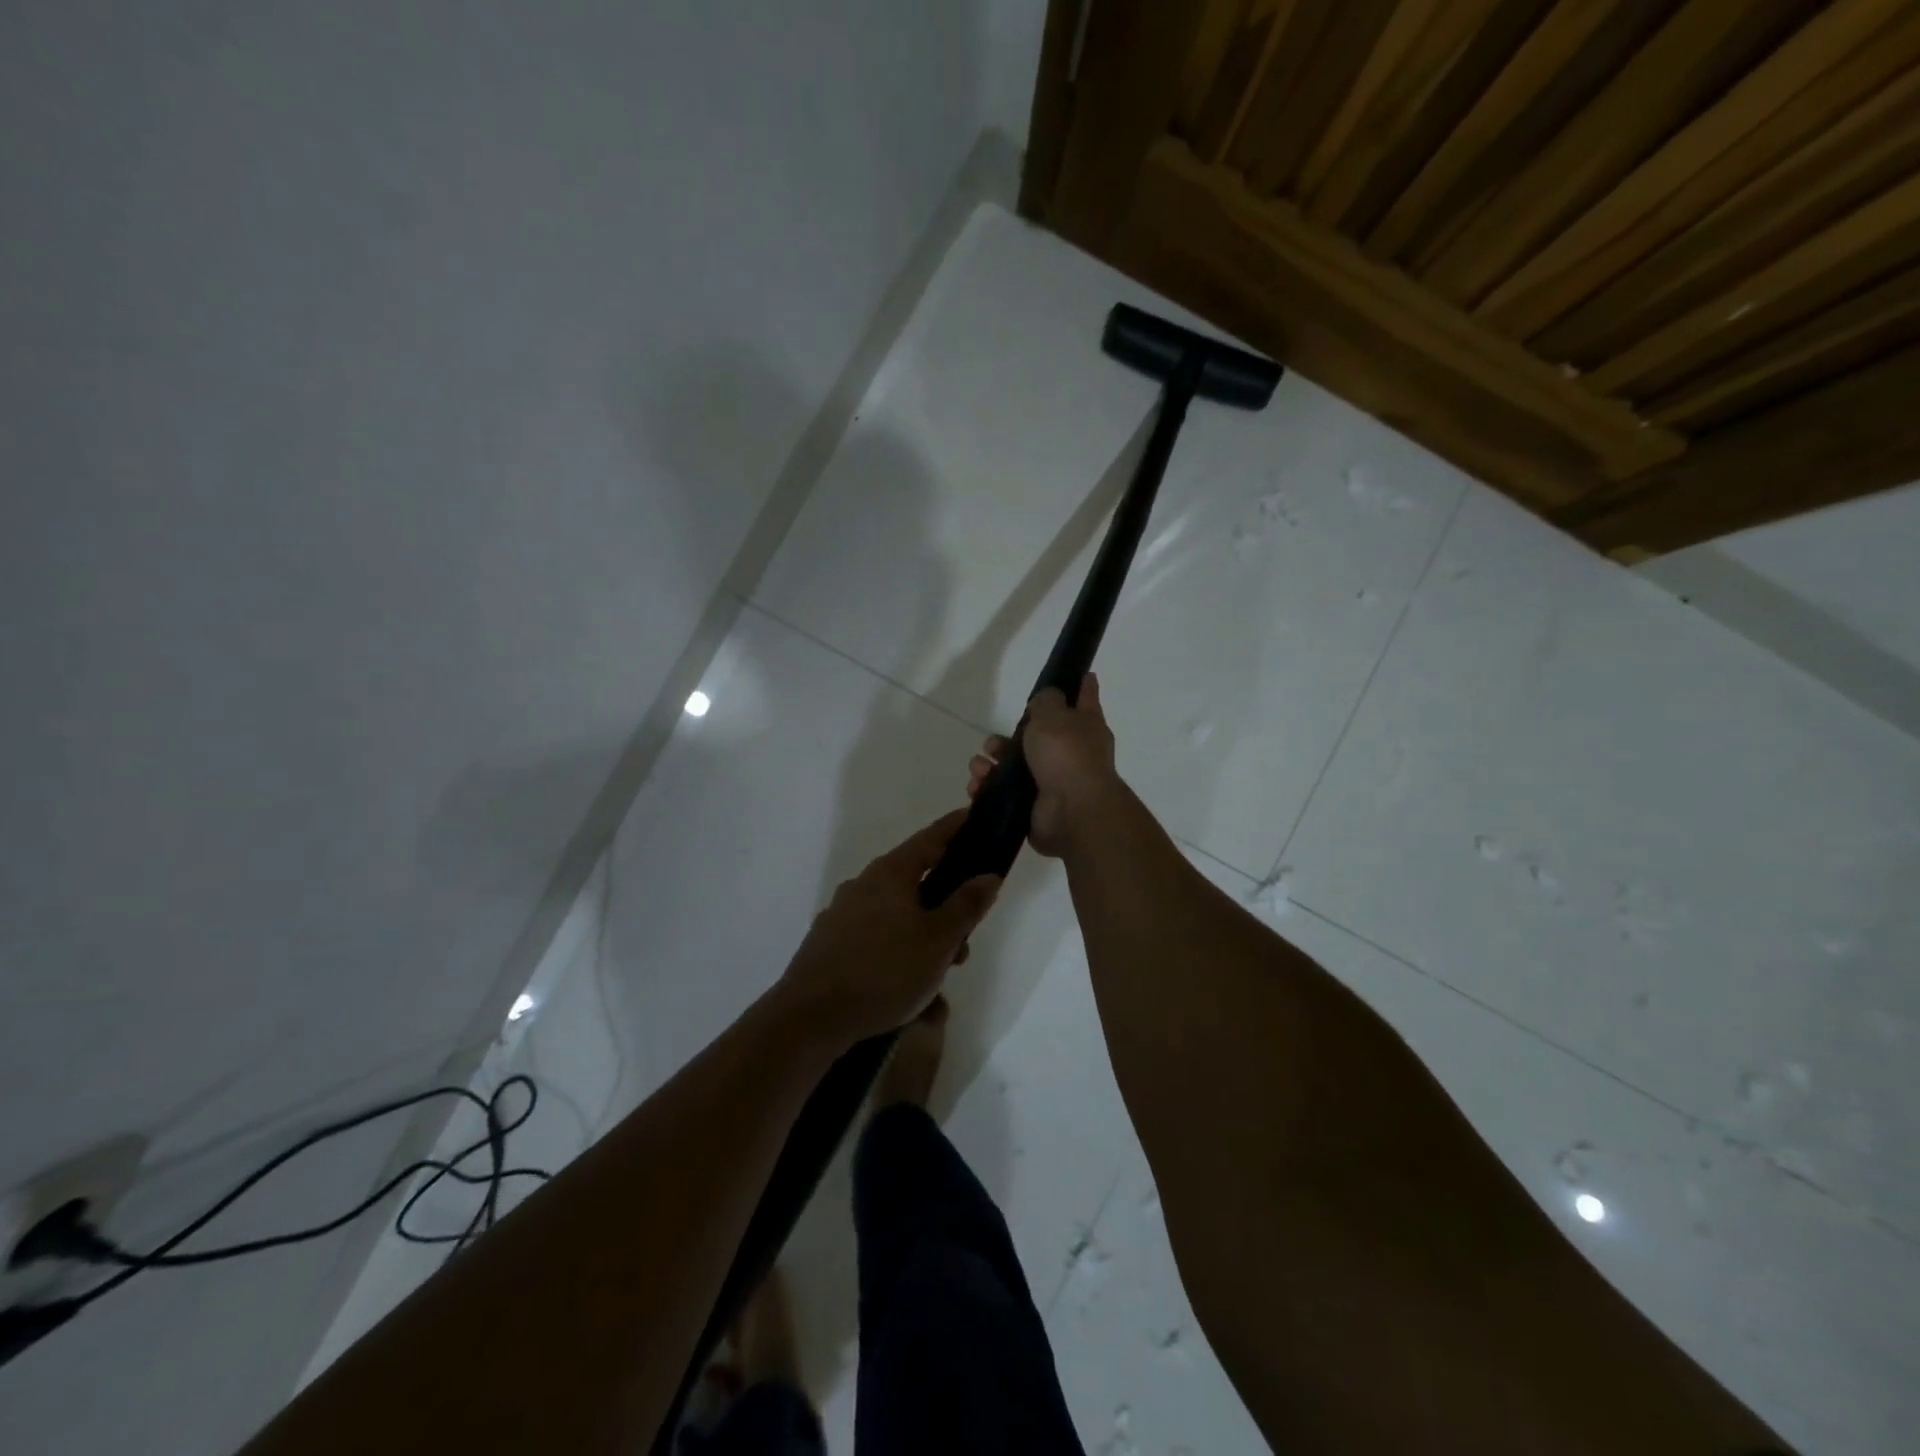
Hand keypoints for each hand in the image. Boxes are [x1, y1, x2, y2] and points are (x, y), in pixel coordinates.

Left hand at [776, 810, 1000, 1045]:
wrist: (811, 1018)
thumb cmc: (885, 970)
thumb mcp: (939, 940)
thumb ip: (967, 905)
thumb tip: (988, 875)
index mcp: (890, 873)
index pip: (931, 838)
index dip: (956, 827)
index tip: (975, 817)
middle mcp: (864, 885)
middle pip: (916, 885)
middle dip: (946, 912)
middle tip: (964, 945)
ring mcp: (843, 915)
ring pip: (898, 921)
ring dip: (924, 946)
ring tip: (938, 990)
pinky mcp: (830, 946)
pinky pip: (877, 946)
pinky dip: (898, 965)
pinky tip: (910, 1005)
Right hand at [967, 672, 1121, 858]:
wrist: (1072, 811)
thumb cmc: (1067, 754)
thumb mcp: (1054, 715)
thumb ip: (1046, 701)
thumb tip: (1046, 700)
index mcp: (1085, 727)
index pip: (1085, 699)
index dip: (1081, 686)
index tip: (1082, 674)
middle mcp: (1071, 754)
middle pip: (1037, 738)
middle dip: (1009, 739)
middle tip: (992, 742)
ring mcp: (1052, 782)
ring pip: (1014, 767)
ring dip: (991, 765)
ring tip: (979, 766)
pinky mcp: (1033, 807)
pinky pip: (1004, 794)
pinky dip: (987, 789)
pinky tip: (977, 786)